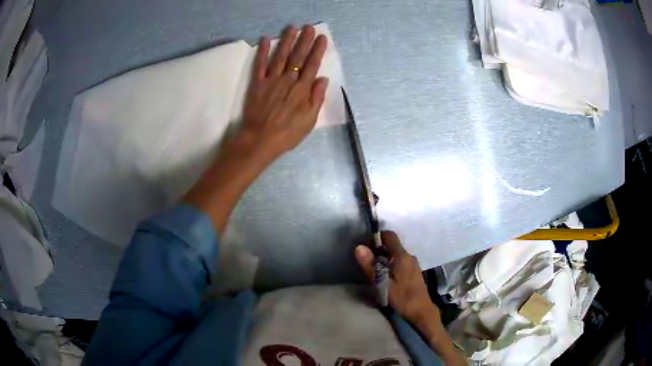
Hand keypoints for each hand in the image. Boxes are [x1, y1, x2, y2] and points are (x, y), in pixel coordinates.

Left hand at [240, 24, 328, 160]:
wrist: (260, 140)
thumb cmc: (287, 133)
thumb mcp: (309, 120)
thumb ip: (316, 98)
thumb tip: (323, 79)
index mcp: (302, 90)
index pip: (312, 65)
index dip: (317, 51)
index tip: (321, 38)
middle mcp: (288, 81)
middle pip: (298, 57)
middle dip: (304, 41)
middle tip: (309, 27)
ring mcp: (271, 81)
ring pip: (281, 57)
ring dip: (287, 41)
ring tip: (292, 28)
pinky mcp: (257, 84)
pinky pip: (260, 65)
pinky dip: (262, 52)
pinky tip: (265, 39)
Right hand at [355, 231, 438, 322]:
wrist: (421, 311)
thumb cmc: (401, 297)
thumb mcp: (381, 283)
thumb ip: (370, 265)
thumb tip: (359, 247)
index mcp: (402, 256)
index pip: (389, 235)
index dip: (377, 236)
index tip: (365, 245)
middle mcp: (409, 256)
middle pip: (392, 245)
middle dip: (378, 249)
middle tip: (366, 260)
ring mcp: (413, 263)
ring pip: (396, 254)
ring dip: (384, 258)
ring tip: (373, 269)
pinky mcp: (414, 271)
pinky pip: (400, 261)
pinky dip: (391, 264)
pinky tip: (385, 276)